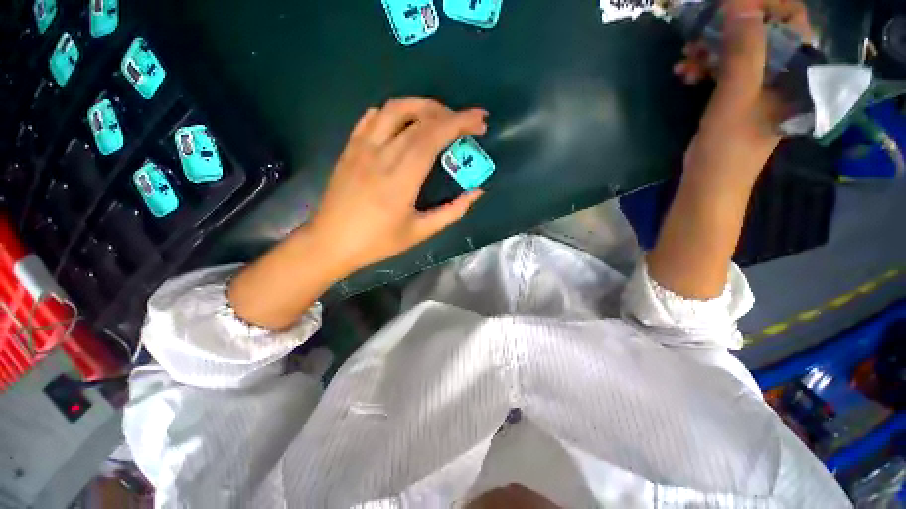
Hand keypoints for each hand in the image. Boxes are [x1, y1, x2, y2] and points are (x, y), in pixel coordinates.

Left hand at [228, 99, 486, 329]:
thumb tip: (476, 192)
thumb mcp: (420, 232)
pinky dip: (396, 113)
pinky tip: (406, 123)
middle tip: (467, 123)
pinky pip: (373, 118)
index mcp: (402, 178)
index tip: (480, 121)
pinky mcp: (350, 147)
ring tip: (440, 118)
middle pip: (419, 118)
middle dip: (449, 114)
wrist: (331, 242)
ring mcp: (362, 147)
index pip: (434, 136)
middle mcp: (382, 154)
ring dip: (423, 106)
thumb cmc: (378, 242)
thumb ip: (452, 211)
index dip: (460, 123)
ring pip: (395, 109)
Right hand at [675, 0, 813, 185]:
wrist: (709, 184)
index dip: (762, 6)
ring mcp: (757, 84)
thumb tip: (739, 1)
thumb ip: (744, 49)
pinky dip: (702, 66)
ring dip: (708, 49)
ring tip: (684, 60)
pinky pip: (723, 67)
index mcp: (794, 71)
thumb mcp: (737, 96)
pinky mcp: (736, 95)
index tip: (727, 8)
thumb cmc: (729, 147)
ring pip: (737, 49)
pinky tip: (684, 73)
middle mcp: (780, 72)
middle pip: (759, 31)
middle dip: (726, 29)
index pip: (790, 19)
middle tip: (696, 35)